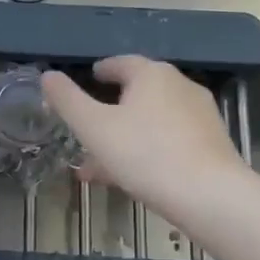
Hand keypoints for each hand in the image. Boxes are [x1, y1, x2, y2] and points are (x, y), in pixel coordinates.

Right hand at [41, 56, 245, 221]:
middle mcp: (179, 86)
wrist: (211, 196)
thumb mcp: (94, 128)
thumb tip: (48, 75)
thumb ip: (68, 100)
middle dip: (110, 110)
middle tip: (89, 127)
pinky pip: (169, 140)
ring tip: (99, 165)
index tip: (89, 80)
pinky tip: (131, 177)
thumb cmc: (146, 154)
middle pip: (138, 93)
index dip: (101, 71)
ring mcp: (200, 115)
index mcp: (151, 74)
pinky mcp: (212, 143)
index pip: (121, 63)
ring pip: (151, 121)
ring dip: (125, 136)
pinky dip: (147, 150)